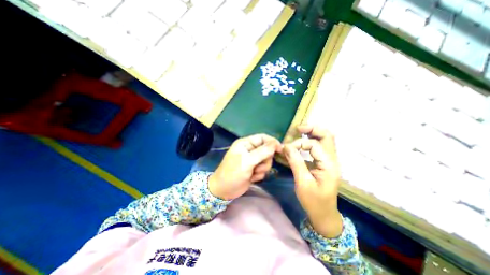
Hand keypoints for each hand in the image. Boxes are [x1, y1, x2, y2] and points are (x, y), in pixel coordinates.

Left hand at [208, 135, 280, 200]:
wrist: (224, 191)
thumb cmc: (233, 173)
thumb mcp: (247, 161)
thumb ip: (262, 152)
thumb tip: (276, 143)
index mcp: (246, 143)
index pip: (263, 138)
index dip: (272, 142)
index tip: (280, 150)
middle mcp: (250, 150)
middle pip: (267, 150)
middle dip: (265, 160)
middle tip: (257, 166)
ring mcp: (252, 160)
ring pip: (267, 161)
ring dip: (262, 169)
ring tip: (253, 173)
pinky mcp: (254, 169)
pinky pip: (264, 169)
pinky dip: (259, 175)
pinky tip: (251, 178)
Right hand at [282, 125, 340, 237]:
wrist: (323, 214)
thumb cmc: (313, 201)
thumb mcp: (302, 182)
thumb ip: (295, 162)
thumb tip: (286, 146)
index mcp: (328, 165)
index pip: (314, 145)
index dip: (298, 144)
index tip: (286, 149)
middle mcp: (332, 160)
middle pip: (327, 136)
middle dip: (313, 129)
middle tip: (298, 128)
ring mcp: (330, 161)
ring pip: (325, 140)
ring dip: (313, 133)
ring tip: (300, 131)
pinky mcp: (324, 163)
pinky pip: (320, 147)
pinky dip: (312, 141)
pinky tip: (303, 142)